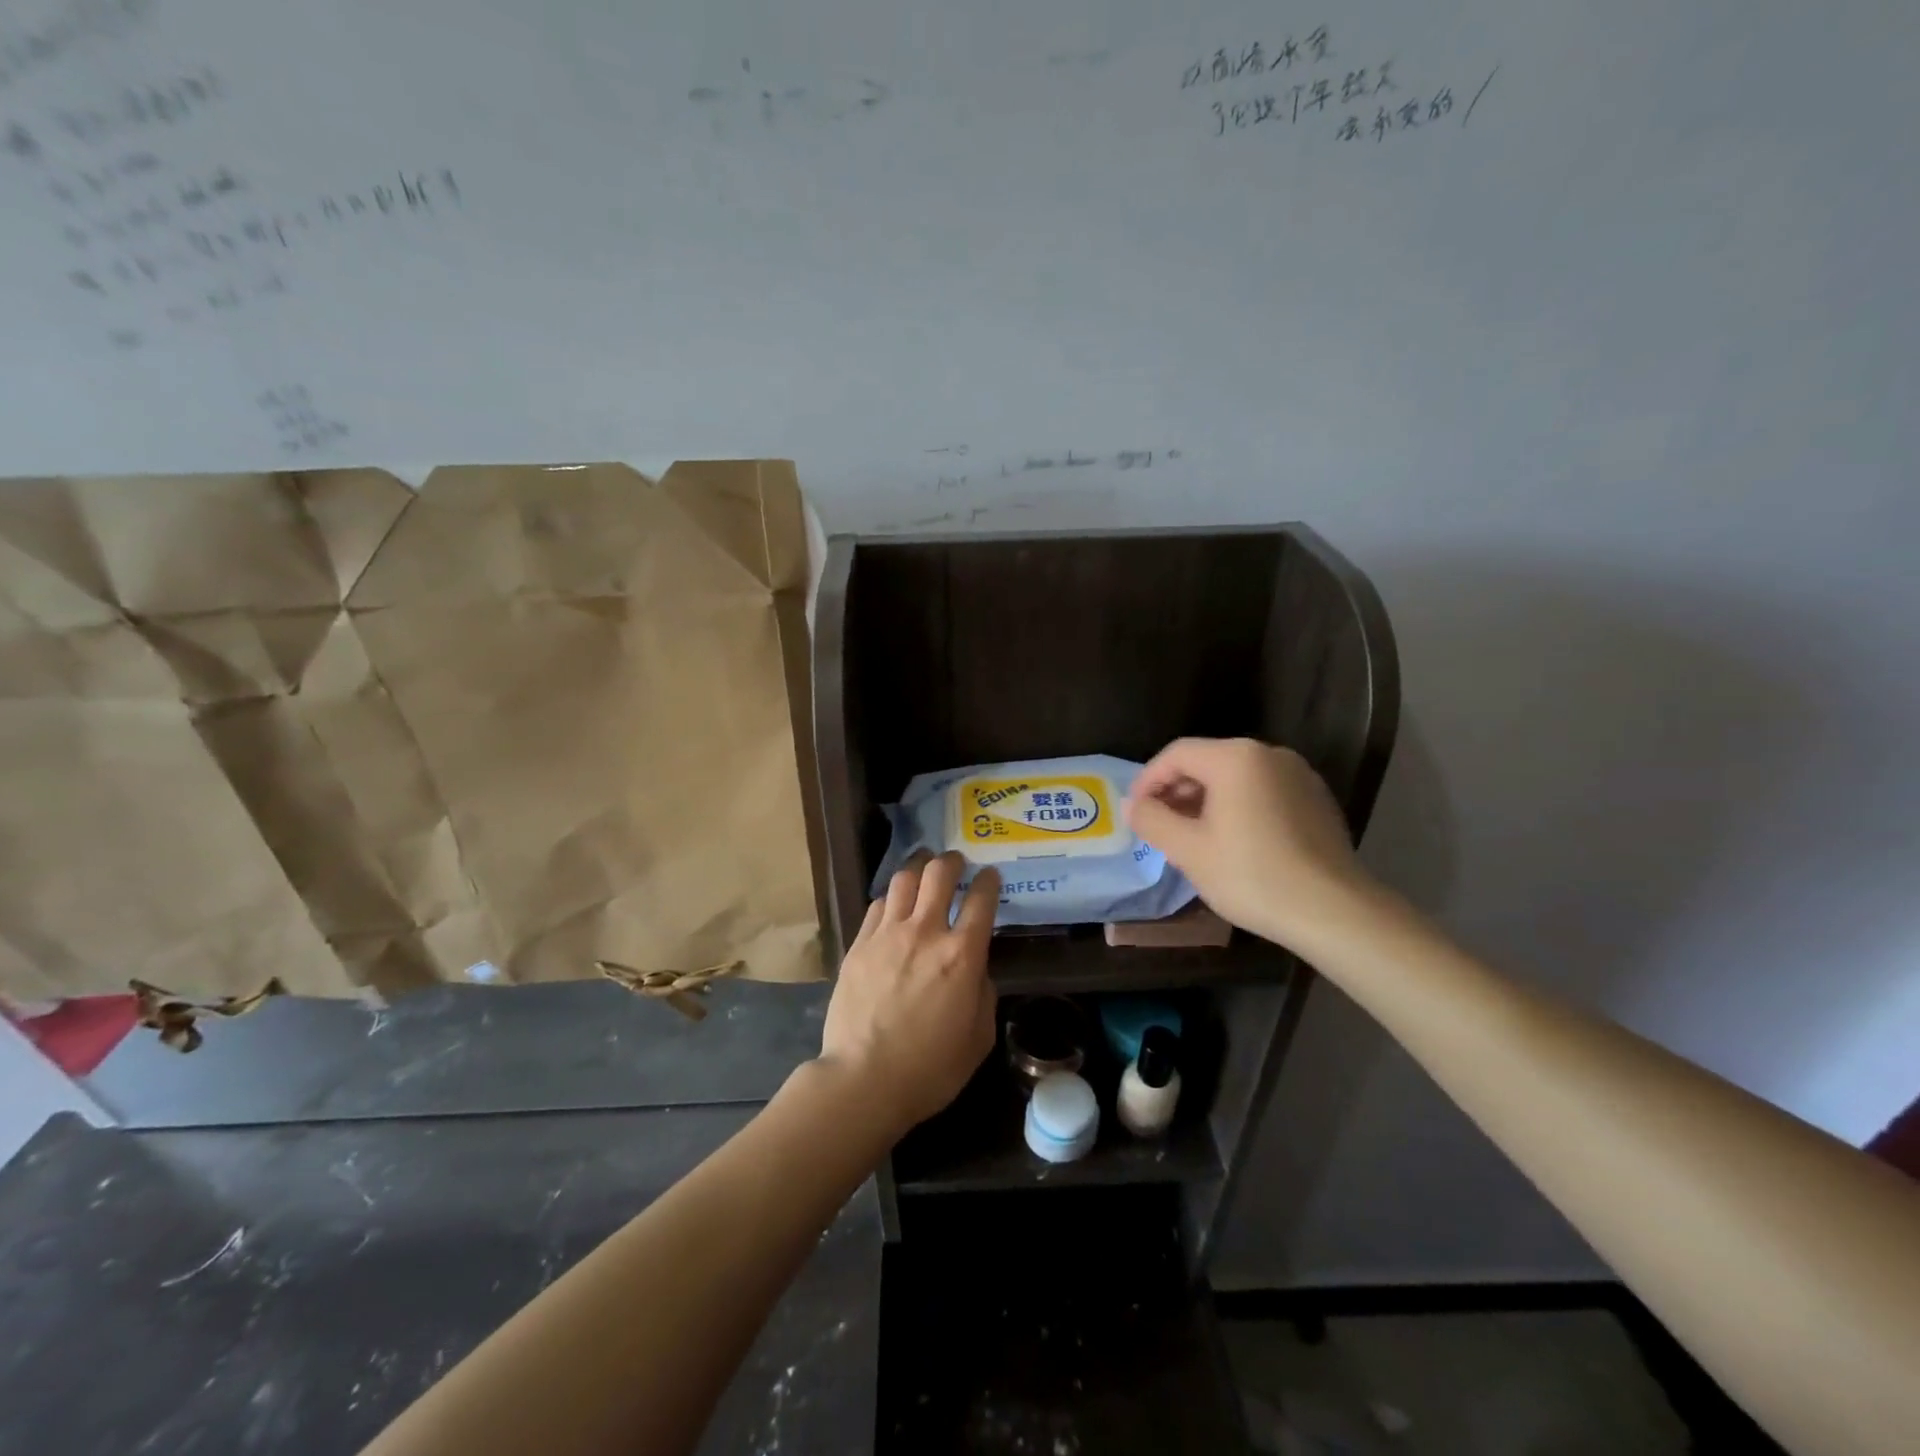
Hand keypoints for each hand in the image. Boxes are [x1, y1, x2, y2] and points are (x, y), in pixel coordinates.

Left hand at [819, 852, 999, 1134]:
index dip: (990, 881)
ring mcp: (887, 935)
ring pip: (904, 879)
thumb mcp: (979, 1037)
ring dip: (918, 869)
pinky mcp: (858, 945)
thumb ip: (983, 993)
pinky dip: (891, 898)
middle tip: (956, 863)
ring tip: (923, 871)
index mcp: (962, 955)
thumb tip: (975, 970)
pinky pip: (877, 905)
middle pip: (939, 873)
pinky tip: (894, 906)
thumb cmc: (930, 1068)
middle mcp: (925, 932)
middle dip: (952, 861)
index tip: (991, 876)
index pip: (982, 899)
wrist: (864, 1080)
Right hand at [1125, 737, 1373, 951]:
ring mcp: (1298, 775)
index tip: (1135, 811)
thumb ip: (1152, 820)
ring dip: (1206, 801)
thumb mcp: (1188, 850)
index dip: (1148, 779)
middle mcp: (1269, 754)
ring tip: (1192, 837)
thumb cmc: (1252, 875)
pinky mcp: (1316, 799)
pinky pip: (1263, 792)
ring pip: (1236, 778)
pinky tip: (1234, 842)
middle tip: (1160, 826)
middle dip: (1177, 791)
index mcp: (1235, 758)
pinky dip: (1239, 807)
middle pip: (1207, 762)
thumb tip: (1132, 805)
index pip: (1176, 754)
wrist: (1334, 911)